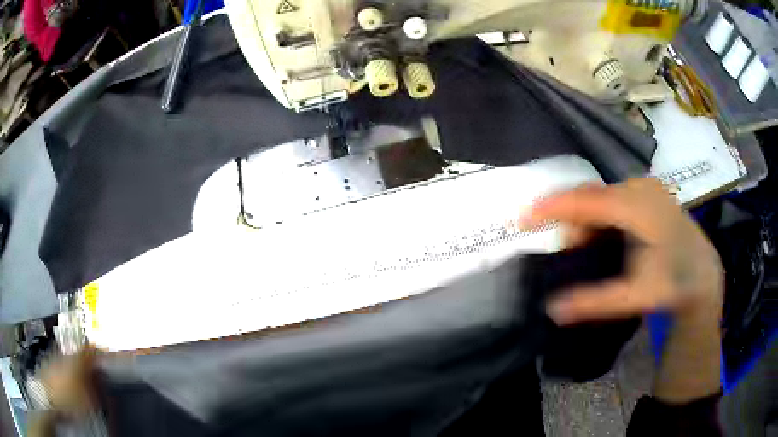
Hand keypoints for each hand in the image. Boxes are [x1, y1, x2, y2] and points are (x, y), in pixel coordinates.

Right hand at [524, 178, 722, 324]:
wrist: (703, 271)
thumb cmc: (674, 281)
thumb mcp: (636, 296)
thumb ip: (595, 302)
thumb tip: (552, 309)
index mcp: (635, 206)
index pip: (583, 200)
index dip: (550, 208)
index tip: (522, 219)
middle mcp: (638, 188)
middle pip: (591, 198)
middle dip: (573, 223)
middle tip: (568, 254)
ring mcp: (645, 187)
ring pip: (602, 198)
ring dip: (589, 223)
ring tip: (589, 250)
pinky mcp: (649, 192)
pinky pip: (614, 199)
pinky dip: (602, 218)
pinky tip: (607, 239)